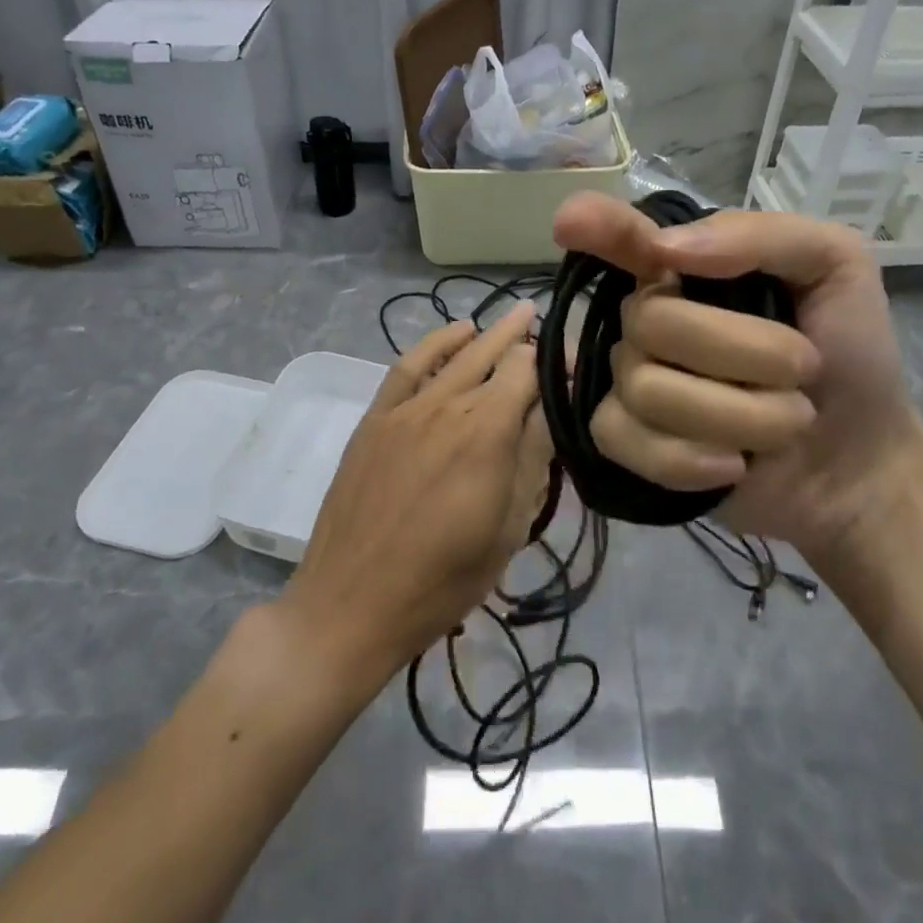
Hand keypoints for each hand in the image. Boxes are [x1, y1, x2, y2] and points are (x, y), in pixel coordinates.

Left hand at [280, 303, 550, 682]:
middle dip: (522, 335)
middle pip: (493, 354)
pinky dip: (435, 343)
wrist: (351, 604)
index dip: (553, 361)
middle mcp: (449, 405)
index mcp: (487, 432)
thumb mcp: (508, 527)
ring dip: (486, 334)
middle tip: (543, 318)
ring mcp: (407, 409)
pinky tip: (455, 334)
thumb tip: (552, 404)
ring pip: (456, 355)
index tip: (572, 362)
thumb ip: (532, 457)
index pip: (528, 371)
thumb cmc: (443, 579)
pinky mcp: (376, 419)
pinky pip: (408, 366)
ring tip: (511, 319)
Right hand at [552, 192, 922, 551]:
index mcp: (686, 270)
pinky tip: (734, 465)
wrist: (860, 463)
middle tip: (804, 370)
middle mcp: (648, 319)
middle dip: (747, 352)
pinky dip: (694, 459)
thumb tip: (666, 249)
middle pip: (651, 321)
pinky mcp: (630, 446)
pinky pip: (629, 441)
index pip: (622, 239)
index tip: (569, 221)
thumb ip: (760, 236)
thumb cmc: (850, 353)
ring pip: (647, 388)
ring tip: (787, 421)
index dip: (596, 227)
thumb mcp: (835, 267)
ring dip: (742, 413)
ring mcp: (633, 383)